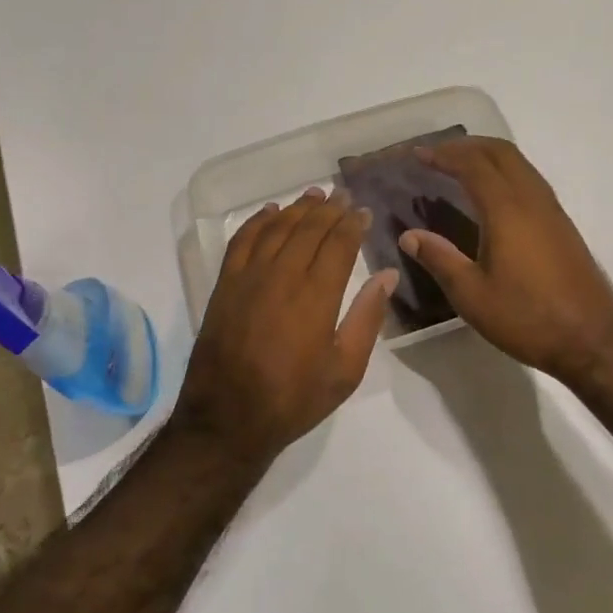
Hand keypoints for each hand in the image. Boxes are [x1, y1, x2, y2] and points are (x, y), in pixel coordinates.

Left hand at [173, 187, 397, 464]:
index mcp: (316, 296)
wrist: (228, 418)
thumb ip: (367, 318)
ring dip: (297, 208)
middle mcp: (283, 275)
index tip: (363, 211)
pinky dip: (258, 221)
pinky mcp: (225, 285)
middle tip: (343, 195)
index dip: (353, 224)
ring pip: (277, 228)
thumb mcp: (345, 369)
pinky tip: (270, 212)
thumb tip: (387, 274)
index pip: (339, 244)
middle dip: (329, 209)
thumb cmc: (294, 399)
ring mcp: (249, 277)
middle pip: (308, 229)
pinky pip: (242, 240)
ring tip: (314, 195)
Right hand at [399, 138, 612, 387]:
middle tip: (438, 154)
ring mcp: (552, 211)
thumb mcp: (472, 295)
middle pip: (501, 153)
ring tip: (461, 167)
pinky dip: (506, 173)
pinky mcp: (562, 225)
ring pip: (520, 164)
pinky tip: (492, 196)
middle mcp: (532, 201)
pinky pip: (530, 180)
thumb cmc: (527, 317)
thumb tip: (410, 235)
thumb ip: (440, 259)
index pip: (473, 166)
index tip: (418, 154)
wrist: (591, 339)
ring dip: (489, 156)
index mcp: (507, 211)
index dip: (445, 155)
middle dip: (467, 146)